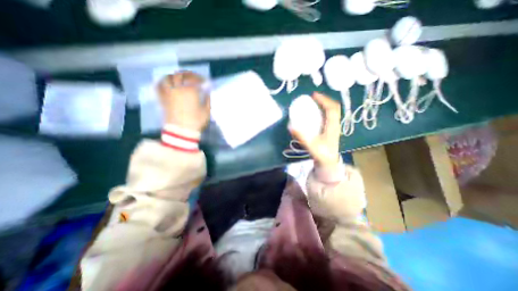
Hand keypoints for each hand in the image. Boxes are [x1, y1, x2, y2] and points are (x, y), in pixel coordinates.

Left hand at [157, 70, 209, 131]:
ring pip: (169, 78)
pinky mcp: (162, 99)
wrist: (181, 132)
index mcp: (190, 91)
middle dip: (188, 75)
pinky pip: (159, 87)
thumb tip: (207, 92)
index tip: (204, 82)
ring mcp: (168, 93)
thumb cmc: (196, 122)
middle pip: (181, 75)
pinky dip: (162, 82)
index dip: (200, 79)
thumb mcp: (206, 111)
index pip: (195, 79)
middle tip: (193, 78)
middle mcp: (177, 88)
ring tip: (180, 78)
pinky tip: (165, 82)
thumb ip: (207, 100)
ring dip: (175, 76)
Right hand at [290, 92, 342, 169]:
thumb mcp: (312, 146)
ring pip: (330, 112)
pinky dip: (320, 112)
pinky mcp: (328, 130)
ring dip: (321, 105)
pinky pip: (326, 116)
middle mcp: (334, 124)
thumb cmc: (322, 155)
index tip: (314, 95)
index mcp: (333, 127)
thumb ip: (302, 137)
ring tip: (311, 103)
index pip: (332, 109)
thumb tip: (291, 126)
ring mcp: (332, 127)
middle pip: (332, 107)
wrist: (329, 163)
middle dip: (323, 100)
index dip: (324, 100)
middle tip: (311, 98)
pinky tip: (312, 114)